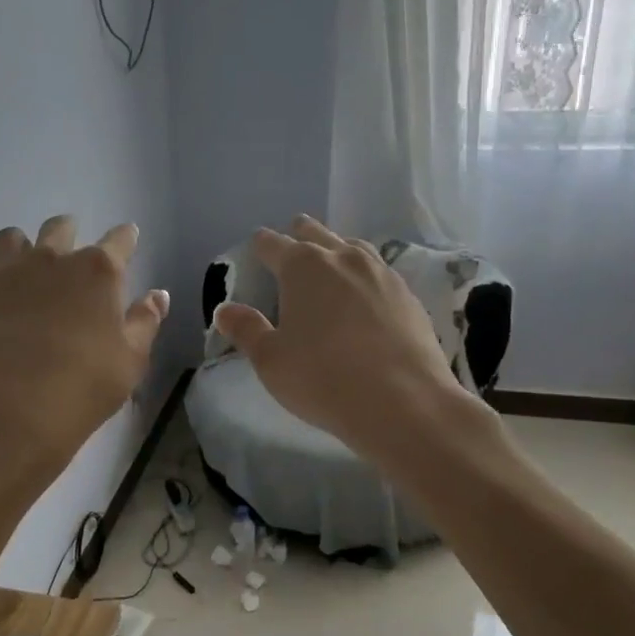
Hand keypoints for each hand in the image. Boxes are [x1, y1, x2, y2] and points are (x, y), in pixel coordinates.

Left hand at [0, 215, 169, 488]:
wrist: (15, 411)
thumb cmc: (85, 386)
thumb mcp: (131, 360)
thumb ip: (145, 322)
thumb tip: (157, 295)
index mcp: (98, 272)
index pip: (119, 240)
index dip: (126, 237)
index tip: (129, 236)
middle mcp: (52, 260)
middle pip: (60, 228)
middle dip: (69, 232)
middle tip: (72, 249)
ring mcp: (9, 274)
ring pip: (11, 238)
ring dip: (22, 245)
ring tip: (25, 264)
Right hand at [214, 216, 479, 460]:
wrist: (404, 402)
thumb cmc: (323, 378)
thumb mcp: (270, 360)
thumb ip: (246, 330)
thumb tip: (225, 310)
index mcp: (302, 266)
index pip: (272, 244)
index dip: (260, 246)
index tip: (255, 250)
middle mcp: (343, 258)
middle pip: (315, 233)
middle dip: (299, 237)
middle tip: (290, 251)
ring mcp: (381, 273)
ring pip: (352, 247)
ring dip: (335, 251)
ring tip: (328, 267)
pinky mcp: (409, 296)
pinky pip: (379, 272)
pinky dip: (364, 277)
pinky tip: (364, 296)